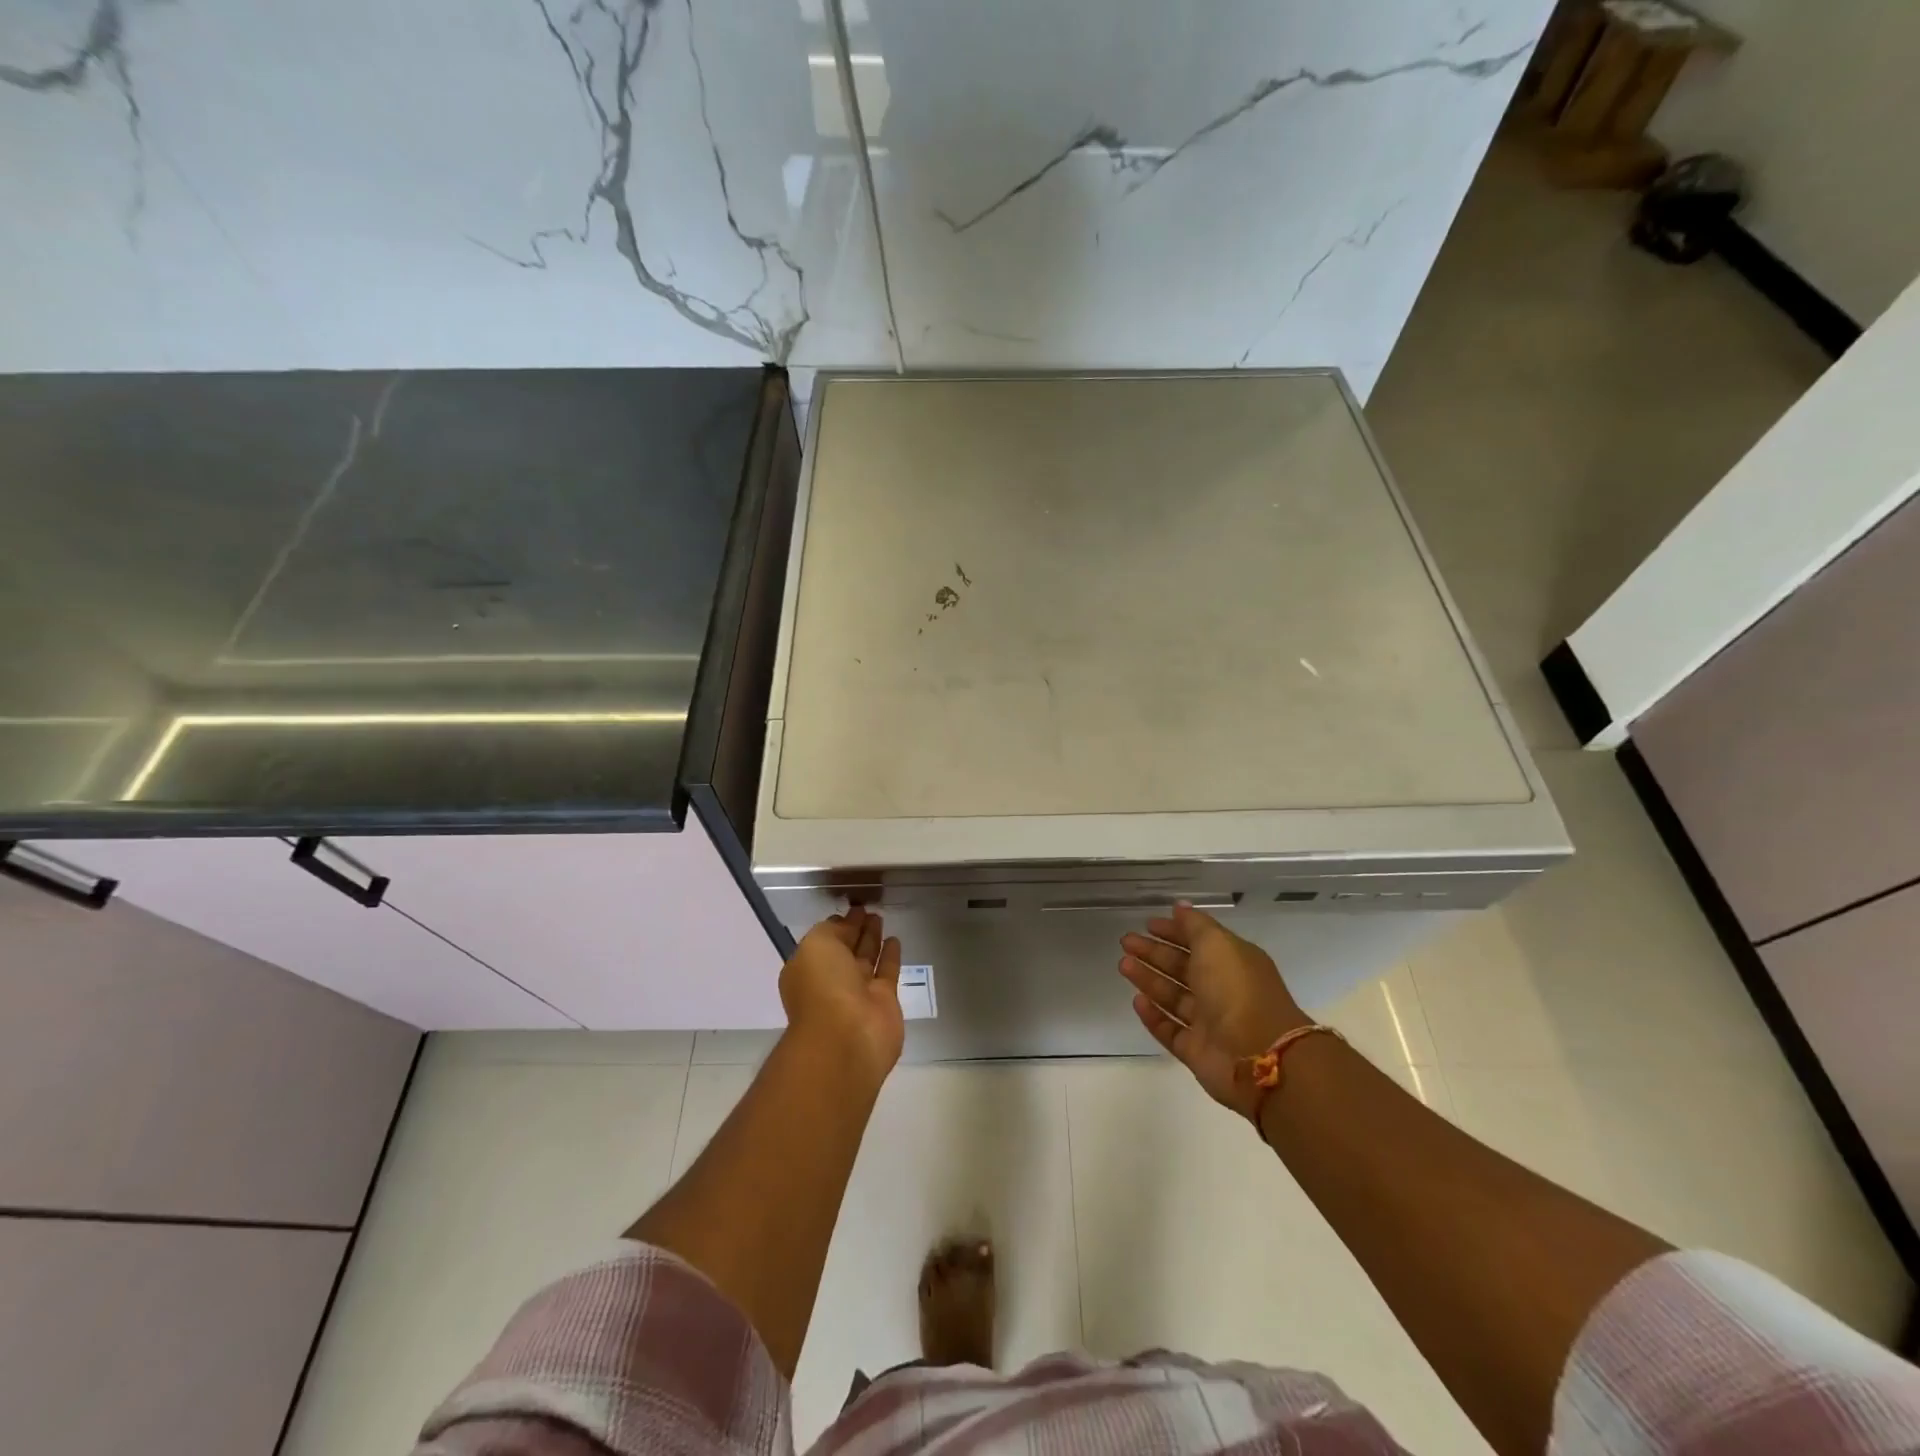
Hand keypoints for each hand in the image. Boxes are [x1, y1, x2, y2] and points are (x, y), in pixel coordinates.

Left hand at [780, 907, 904, 1084]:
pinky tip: (895, 938)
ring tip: (880, 916)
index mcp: (808, 968)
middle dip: (854, 929)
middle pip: (845, 949)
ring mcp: (858, 992)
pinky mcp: (884, 1001)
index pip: (824, 940)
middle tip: (867, 909)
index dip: (837, 923)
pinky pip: (887, 972)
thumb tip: (846, 925)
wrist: (847, 1037)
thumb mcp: (817, 945)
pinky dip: (891, 956)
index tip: (851, 907)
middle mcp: (831, 980)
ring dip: (872, 938)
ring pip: (866, 958)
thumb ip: (831, 930)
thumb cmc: (823, 986)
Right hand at [1120, 903, 1310, 1119]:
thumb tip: (1179, 907)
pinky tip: (1136, 1001)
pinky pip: (1170, 1029)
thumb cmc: (1237, 990)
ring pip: (1173, 997)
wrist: (1258, 1055)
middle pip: (1183, 967)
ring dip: (1149, 979)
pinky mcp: (1196, 1050)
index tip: (1148, 924)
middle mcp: (1222, 990)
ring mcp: (1209, 1022)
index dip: (1174, 931)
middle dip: (1154, 953)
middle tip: (1126, 942)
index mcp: (1233, 962)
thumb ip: (1195, 925)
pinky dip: (1153, 1015)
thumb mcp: (1217, 944)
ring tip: (1123, 965)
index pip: (1199, 941)